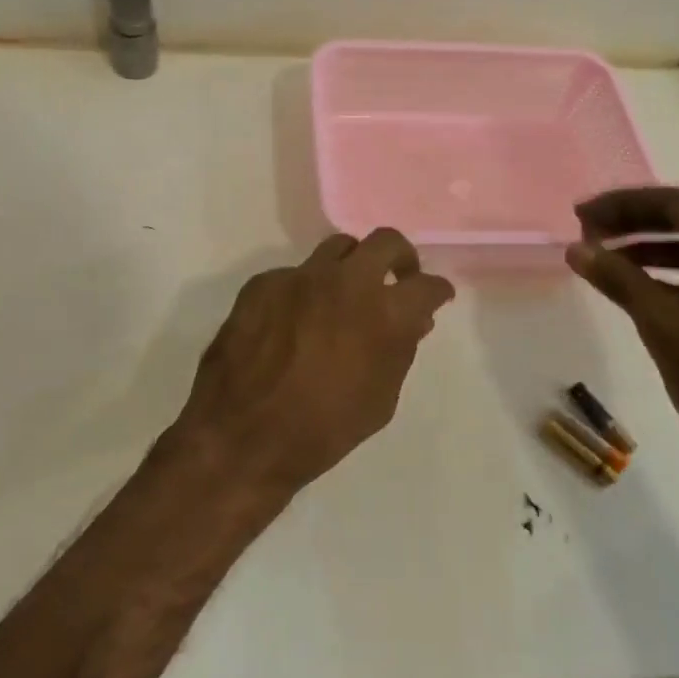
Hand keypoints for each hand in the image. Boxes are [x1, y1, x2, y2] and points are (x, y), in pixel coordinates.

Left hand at [171, 230, 456, 497]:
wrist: (242, 436)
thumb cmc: (322, 429)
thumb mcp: (380, 400)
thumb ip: (400, 350)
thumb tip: (412, 320)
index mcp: (383, 313)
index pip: (427, 285)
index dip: (437, 291)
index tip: (436, 297)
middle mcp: (345, 281)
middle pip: (385, 241)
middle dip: (400, 257)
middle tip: (398, 277)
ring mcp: (300, 276)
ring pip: (338, 247)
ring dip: (352, 265)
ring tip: (346, 293)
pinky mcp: (264, 282)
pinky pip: (295, 274)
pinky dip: (306, 290)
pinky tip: (295, 320)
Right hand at [564, 187, 678, 477]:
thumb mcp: (661, 321)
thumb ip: (617, 277)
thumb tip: (575, 249)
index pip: (674, 204)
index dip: (621, 205)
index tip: (580, 216)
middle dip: (634, 224)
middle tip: (589, 233)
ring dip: (652, 251)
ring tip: (608, 261)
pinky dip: (676, 276)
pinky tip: (644, 291)